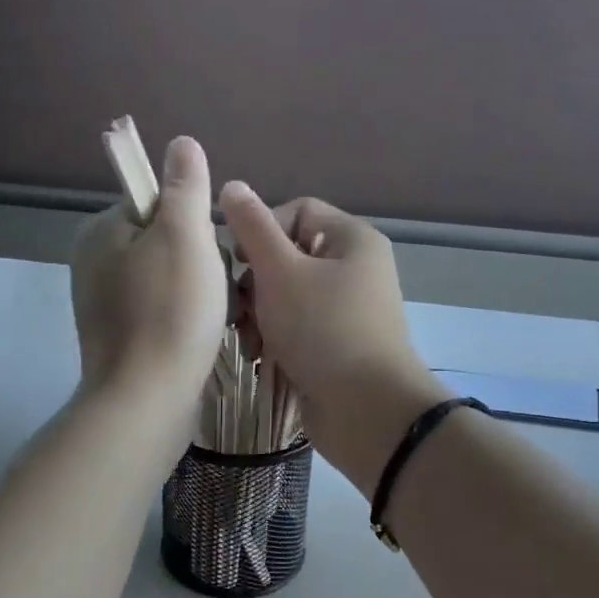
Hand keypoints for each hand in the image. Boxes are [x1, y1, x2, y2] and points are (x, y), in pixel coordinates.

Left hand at [70, 135, 227, 410]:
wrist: (146, 401)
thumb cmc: (169, 313)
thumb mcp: (184, 236)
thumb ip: (184, 186)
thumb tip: (182, 143)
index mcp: (100, 232)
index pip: (156, 202)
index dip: (193, 222)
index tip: (210, 253)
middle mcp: (94, 263)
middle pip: (166, 241)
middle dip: (201, 262)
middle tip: (219, 291)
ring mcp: (104, 304)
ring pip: (170, 278)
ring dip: (201, 292)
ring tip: (219, 316)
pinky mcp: (119, 338)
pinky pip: (162, 311)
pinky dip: (186, 319)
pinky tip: (205, 337)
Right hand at [220, 185, 448, 492]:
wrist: (367, 410)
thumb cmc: (323, 330)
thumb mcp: (281, 271)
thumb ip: (253, 228)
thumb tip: (232, 187)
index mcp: (351, 240)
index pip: (297, 210)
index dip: (261, 229)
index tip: (238, 260)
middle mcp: (353, 270)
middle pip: (288, 256)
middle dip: (255, 283)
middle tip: (239, 309)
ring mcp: (346, 311)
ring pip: (286, 296)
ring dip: (259, 316)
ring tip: (249, 341)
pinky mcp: (336, 346)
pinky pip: (296, 328)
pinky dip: (276, 339)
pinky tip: (260, 358)